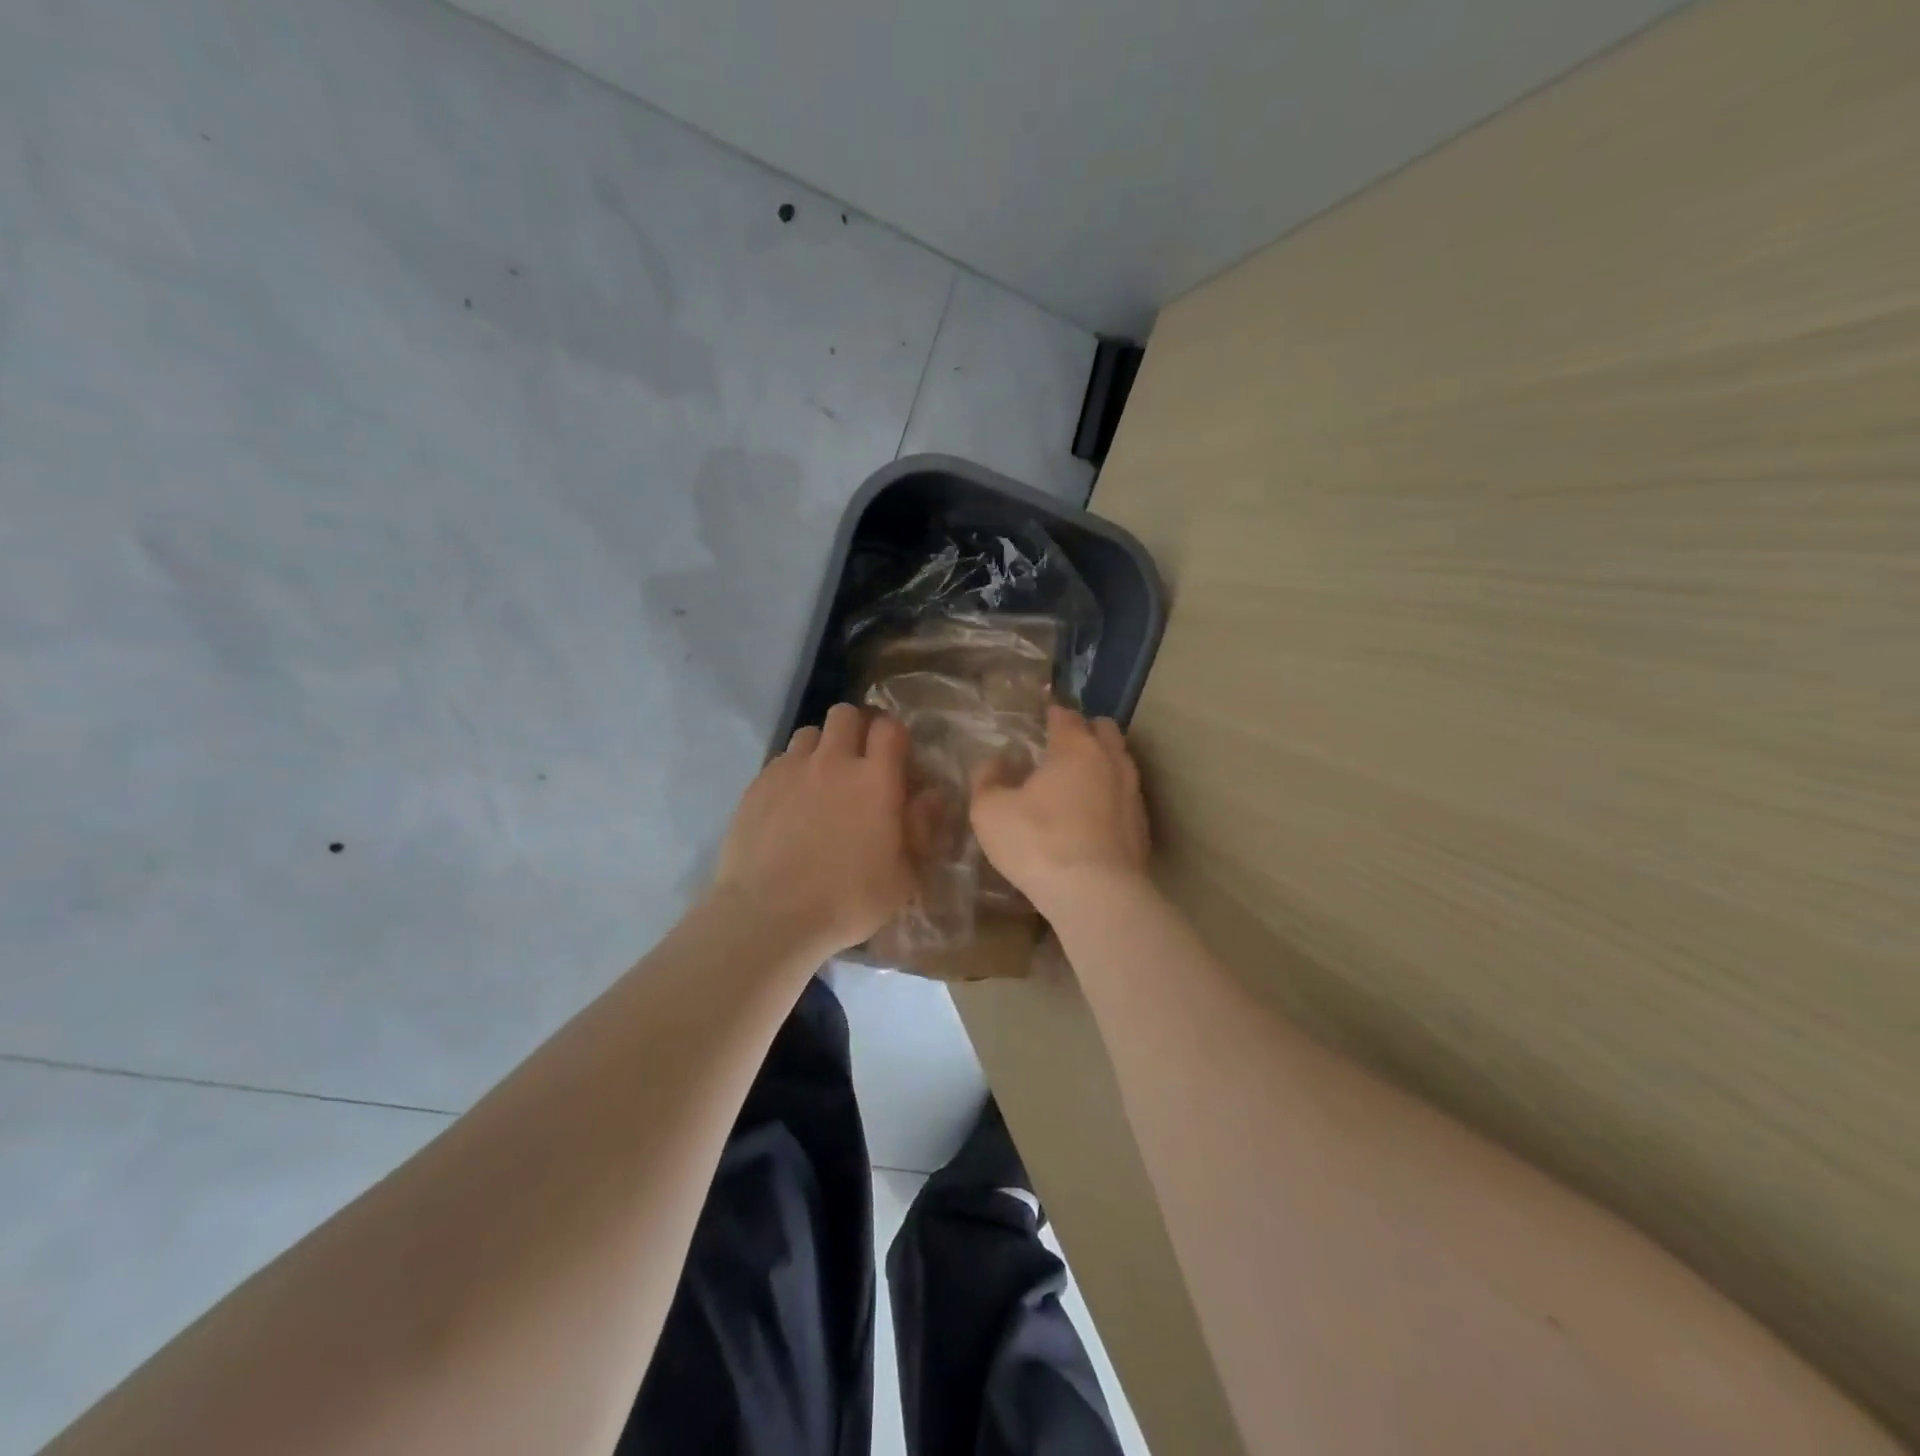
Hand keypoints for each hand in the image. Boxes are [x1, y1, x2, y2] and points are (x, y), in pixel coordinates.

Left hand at [712, 705, 915, 956]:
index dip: (894, 736)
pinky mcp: (758, 784)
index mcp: (876, 780)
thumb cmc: (847, 901)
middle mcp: (834, 761)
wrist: (769, 915)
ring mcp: (791, 769)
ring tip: (822, 779)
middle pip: (846, 714)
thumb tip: (931, 796)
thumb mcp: (903, 877)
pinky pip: (781, 759)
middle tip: (858, 761)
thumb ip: (920, 829)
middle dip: (856, 729)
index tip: (896, 758)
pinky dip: (792, 770)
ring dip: (821, 747)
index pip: (890, 727)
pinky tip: (790, 803)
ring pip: (810, 732)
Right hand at [971, 705, 1151, 917]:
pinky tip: (1094, 816)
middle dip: (1086, 731)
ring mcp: (1132, 793)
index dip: (1053, 715)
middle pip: (1105, 730)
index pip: (1067, 716)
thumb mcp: (990, 812)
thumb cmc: (1038, 843)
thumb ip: (987, 781)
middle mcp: (1111, 761)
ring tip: (1080, 781)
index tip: (1043, 720)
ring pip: (1121, 762)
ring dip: (1103, 763)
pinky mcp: (1143, 827)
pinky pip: (1126, 797)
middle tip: (1064, 746)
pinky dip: (1111, 797)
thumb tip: (995, 763)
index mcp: (1075, 748)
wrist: (1096, 894)